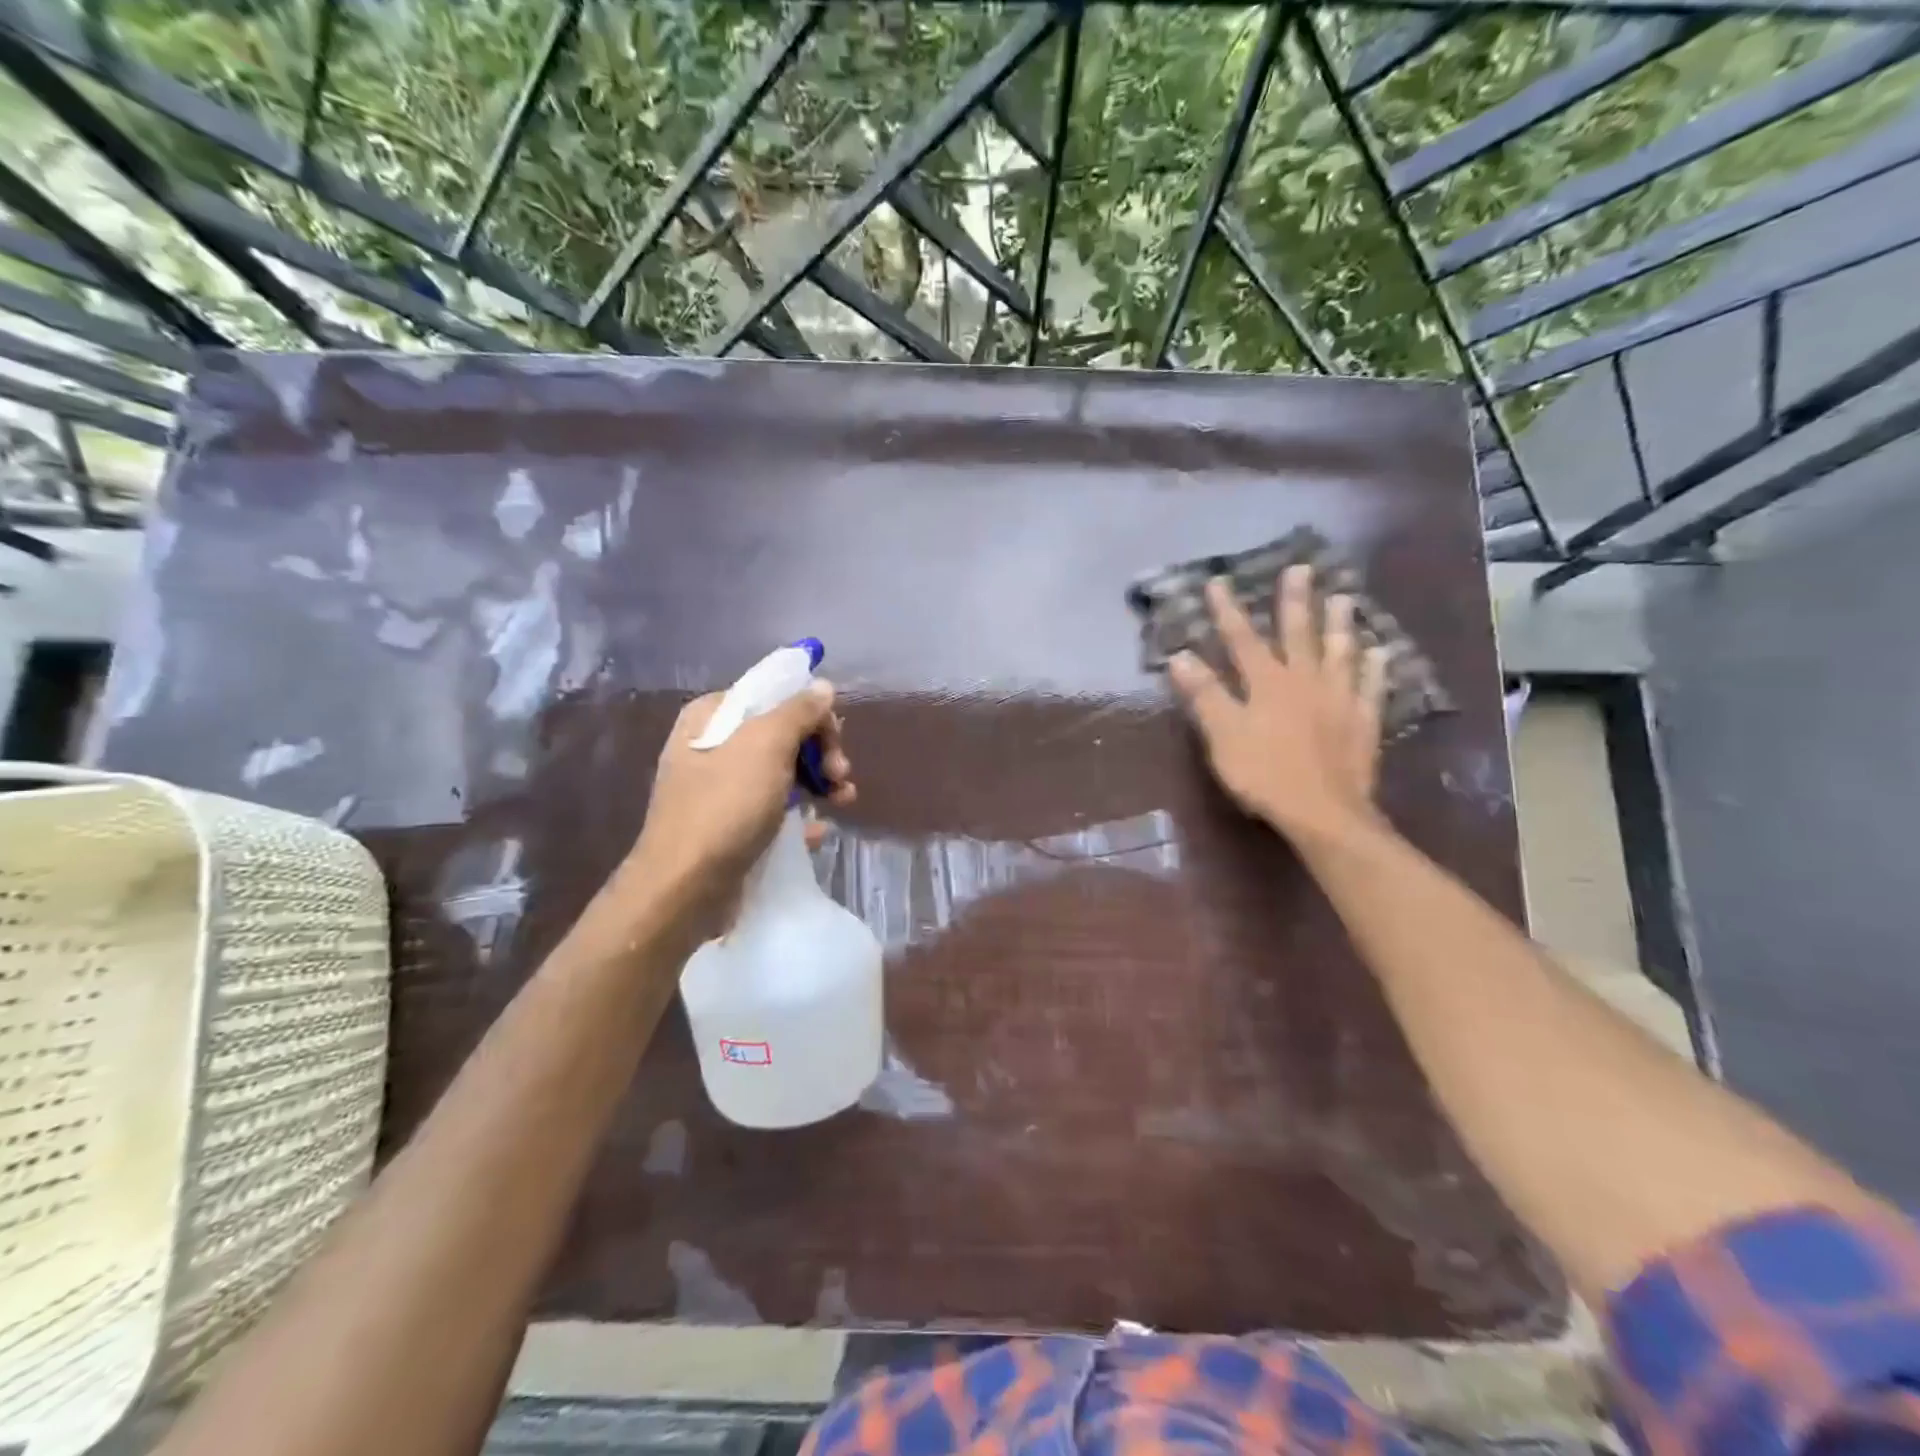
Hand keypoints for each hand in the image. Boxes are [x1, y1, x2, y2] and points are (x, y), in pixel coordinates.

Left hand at [623, 681, 854, 929]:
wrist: (685, 886)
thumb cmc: (725, 805)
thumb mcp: (766, 745)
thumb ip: (799, 711)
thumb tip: (822, 686)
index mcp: (712, 716)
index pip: (774, 696)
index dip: (812, 714)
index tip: (835, 741)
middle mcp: (713, 745)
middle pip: (782, 734)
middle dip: (819, 752)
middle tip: (840, 774)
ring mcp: (720, 788)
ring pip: (783, 772)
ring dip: (819, 782)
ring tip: (843, 801)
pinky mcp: (730, 825)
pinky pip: (774, 809)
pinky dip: (800, 815)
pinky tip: (819, 830)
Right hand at [1168, 566, 1388, 843]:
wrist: (1323, 813)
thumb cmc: (1264, 774)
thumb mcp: (1223, 736)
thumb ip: (1204, 695)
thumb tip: (1180, 656)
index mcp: (1267, 683)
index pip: (1242, 638)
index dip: (1228, 610)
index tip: (1218, 581)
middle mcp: (1305, 681)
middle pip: (1299, 633)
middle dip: (1295, 600)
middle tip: (1302, 568)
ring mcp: (1339, 700)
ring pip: (1340, 653)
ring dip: (1340, 624)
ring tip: (1344, 598)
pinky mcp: (1362, 722)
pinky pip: (1371, 687)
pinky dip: (1375, 668)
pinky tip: (1380, 652)